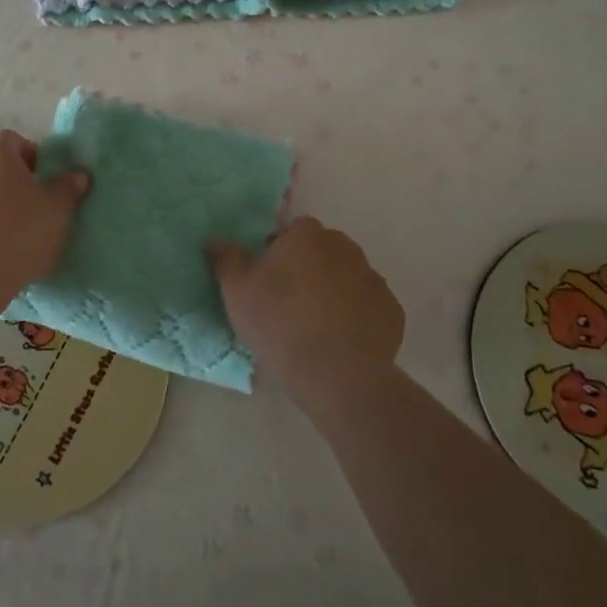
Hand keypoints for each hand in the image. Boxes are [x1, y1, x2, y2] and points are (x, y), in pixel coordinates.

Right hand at [209, 217, 403, 406]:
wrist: (337, 374)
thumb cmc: (280, 323)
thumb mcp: (237, 292)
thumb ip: (225, 259)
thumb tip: (214, 239)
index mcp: (307, 235)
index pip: (290, 232)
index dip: (276, 253)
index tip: (266, 281)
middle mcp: (345, 247)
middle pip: (320, 251)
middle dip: (306, 269)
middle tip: (287, 303)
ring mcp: (373, 278)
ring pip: (345, 277)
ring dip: (332, 291)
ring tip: (314, 326)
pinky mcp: (392, 310)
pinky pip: (367, 306)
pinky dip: (355, 316)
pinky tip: (340, 341)